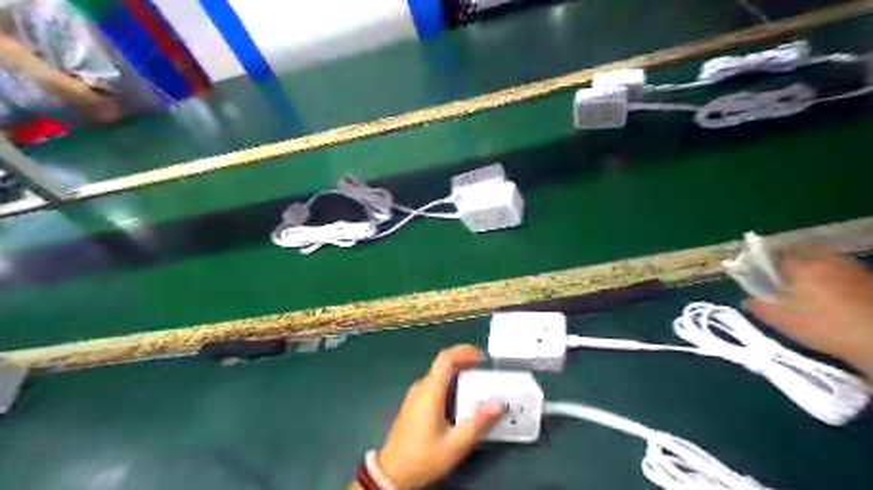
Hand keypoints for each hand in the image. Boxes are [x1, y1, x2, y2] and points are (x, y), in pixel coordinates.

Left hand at [372, 344, 500, 489]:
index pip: (446, 358)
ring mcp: (415, 394)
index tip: (483, 357)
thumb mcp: (455, 445)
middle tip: (485, 371)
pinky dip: (450, 383)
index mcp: (430, 391)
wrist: (391, 473)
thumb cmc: (423, 457)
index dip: (464, 351)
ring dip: (458, 373)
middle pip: (443, 364)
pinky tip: (460, 399)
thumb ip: (477, 423)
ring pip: (439, 374)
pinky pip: (434, 384)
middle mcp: (421, 387)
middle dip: (465, 361)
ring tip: (478, 384)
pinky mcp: (414, 403)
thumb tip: (498, 404)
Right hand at [742, 253, 872, 377]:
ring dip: (814, 273)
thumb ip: (759, 306)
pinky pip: (843, 274)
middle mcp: (826, 259)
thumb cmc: (825, 326)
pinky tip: (834, 300)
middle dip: (790, 266)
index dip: (765, 266)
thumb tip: (748, 298)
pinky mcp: (871, 280)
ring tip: (809, 293)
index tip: (761, 280)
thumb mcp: (781, 320)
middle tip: (784, 285)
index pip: (774, 256)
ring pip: (824, 263)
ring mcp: (853, 268)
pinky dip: (834, 281)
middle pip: (800, 255)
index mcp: (800, 265)